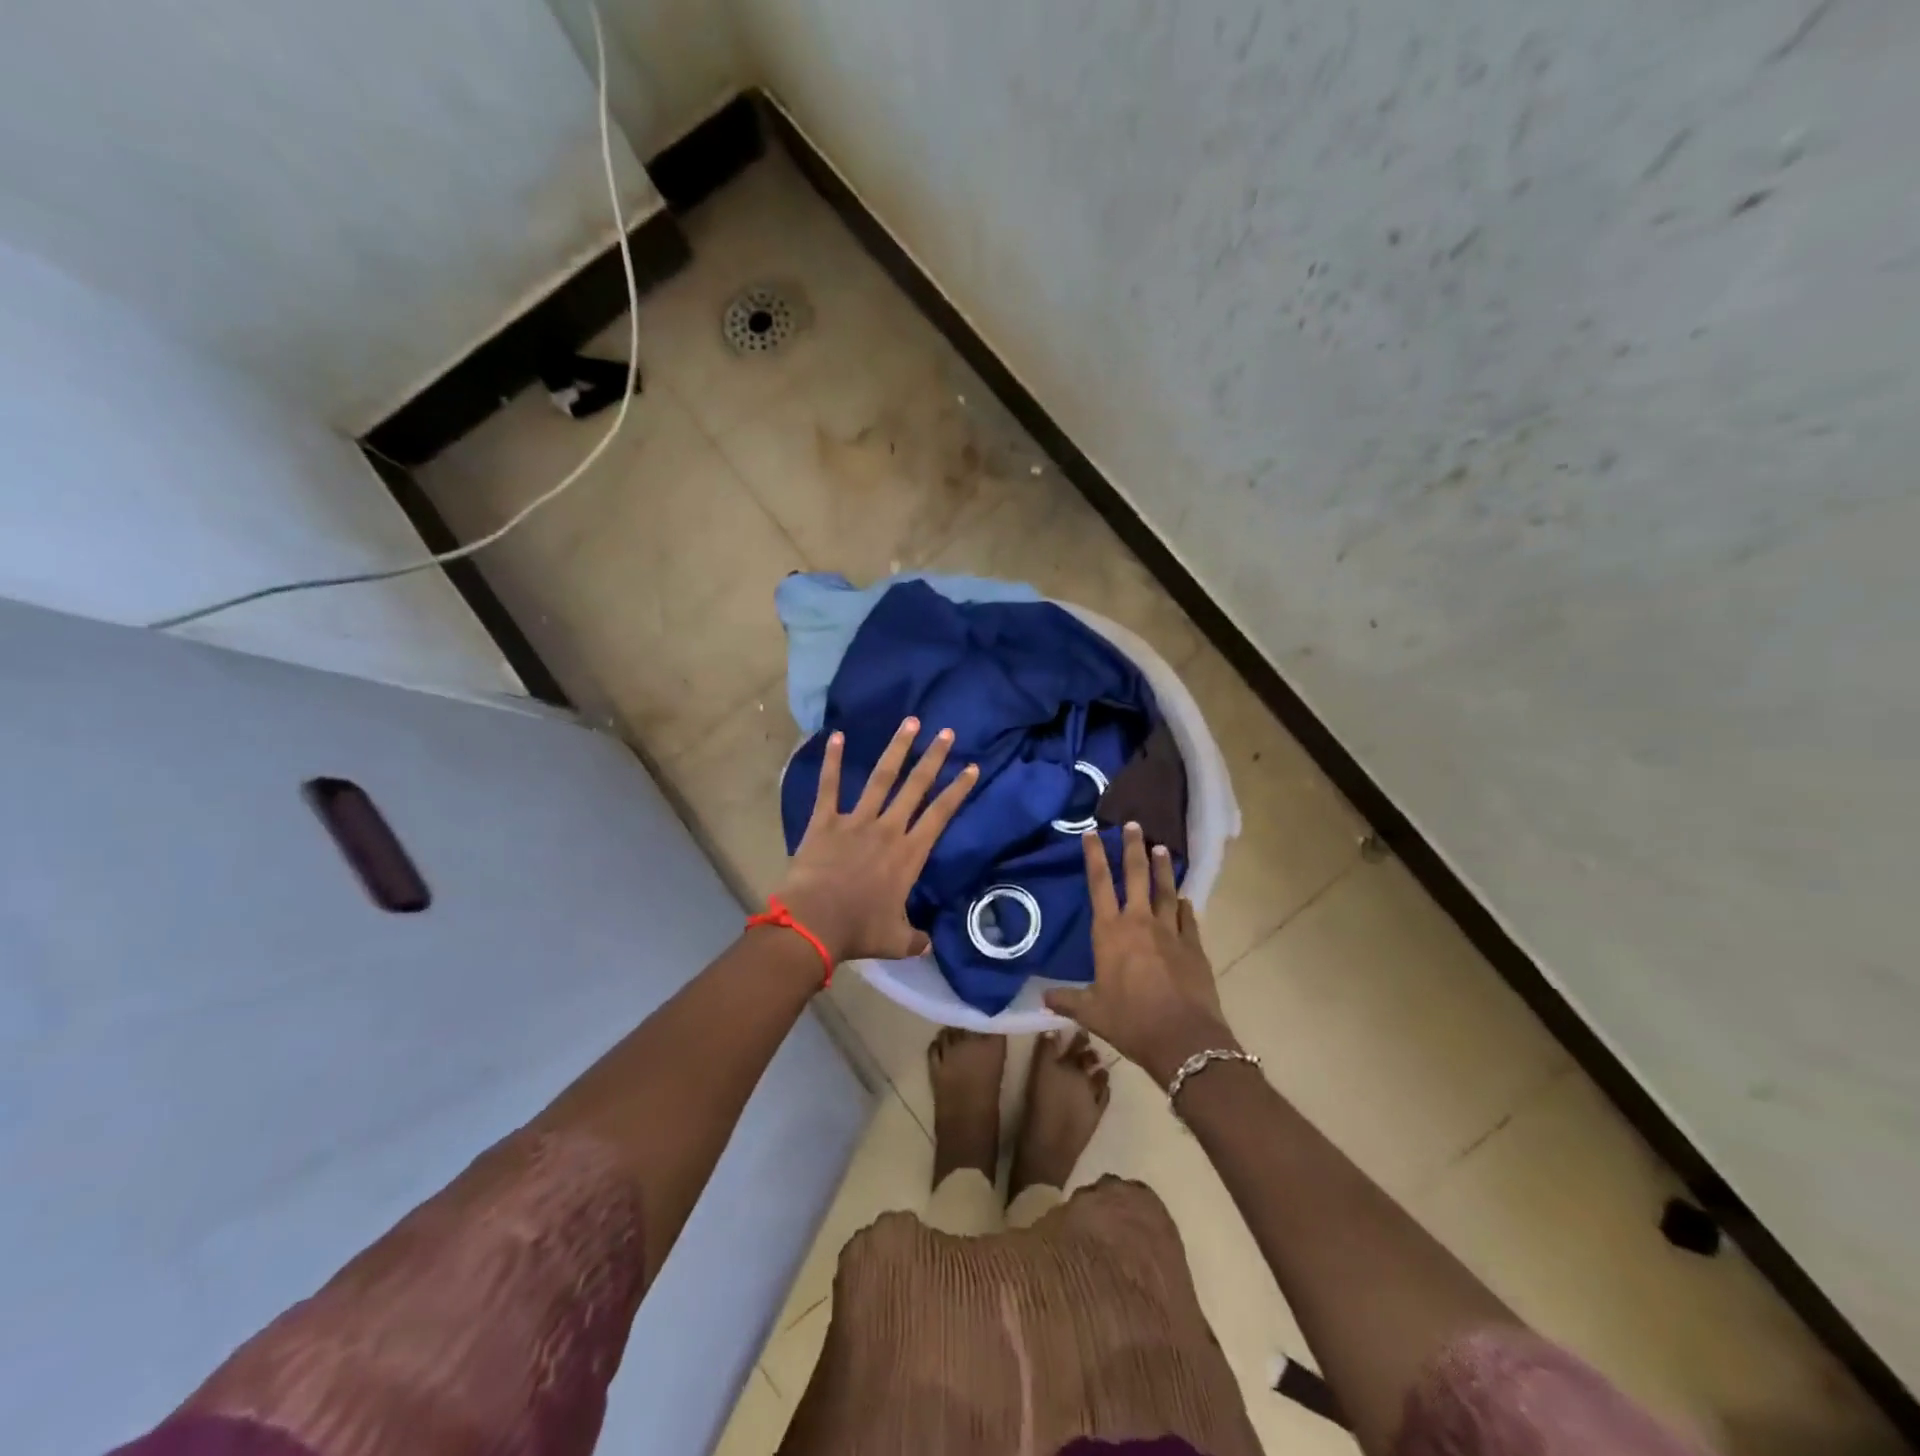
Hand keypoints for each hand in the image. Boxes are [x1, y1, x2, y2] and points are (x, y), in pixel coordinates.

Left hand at [774, 717, 977, 963]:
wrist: (813, 924)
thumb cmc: (859, 931)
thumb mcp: (896, 941)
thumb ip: (915, 938)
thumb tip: (927, 943)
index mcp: (909, 854)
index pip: (941, 815)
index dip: (958, 790)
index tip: (972, 767)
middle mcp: (888, 829)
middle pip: (916, 786)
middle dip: (933, 758)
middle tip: (946, 731)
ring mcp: (855, 821)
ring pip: (881, 778)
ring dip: (896, 749)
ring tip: (910, 722)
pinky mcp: (825, 822)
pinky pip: (829, 787)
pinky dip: (833, 761)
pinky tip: (837, 736)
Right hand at [1044, 824, 1238, 1083]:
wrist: (1183, 1038)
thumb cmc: (1130, 1021)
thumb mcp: (1092, 1012)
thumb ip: (1067, 1000)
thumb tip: (1043, 997)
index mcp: (1110, 932)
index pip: (1098, 884)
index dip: (1094, 856)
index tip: (1092, 832)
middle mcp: (1140, 923)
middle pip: (1136, 875)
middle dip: (1133, 848)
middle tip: (1134, 825)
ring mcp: (1171, 932)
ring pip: (1166, 890)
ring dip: (1163, 868)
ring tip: (1162, 847)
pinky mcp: (1194, 946)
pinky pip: (1189, 918)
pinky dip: (1185, 905)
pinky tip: (1185, 898)